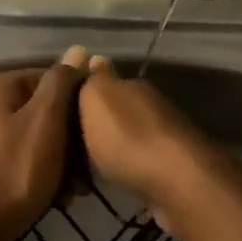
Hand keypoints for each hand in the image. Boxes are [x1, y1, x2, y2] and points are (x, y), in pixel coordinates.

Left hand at [0, 46, 87, 240]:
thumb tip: (76, 50)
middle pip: (33, 112)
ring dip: (48, 159)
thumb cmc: (17, 169)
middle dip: (61, 137)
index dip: (74, 102)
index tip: (90, 131)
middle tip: (83, 170)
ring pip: (22, 139)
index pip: (48, 79)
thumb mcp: (46, 120)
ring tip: (68, 189)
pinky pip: (5, 161)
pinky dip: (25, 172)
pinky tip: (39, 195)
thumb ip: (61, 82)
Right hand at [76, 54, 213, 220]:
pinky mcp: (172, 168)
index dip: (85, 94)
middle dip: (100, 123)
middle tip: (72, 142)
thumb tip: (95, 58)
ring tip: (88, 164)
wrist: (178, 182)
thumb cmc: (128, 138)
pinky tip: (115, 177)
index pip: (105, 82)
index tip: (64, 110)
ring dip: (114, 147)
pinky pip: (140, 162)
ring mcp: (165, 138)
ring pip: (131, 137)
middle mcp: (152, 107)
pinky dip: (127, 167)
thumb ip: (94, 80)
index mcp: (134, 87)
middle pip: (119, 110)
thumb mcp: (98, 99)